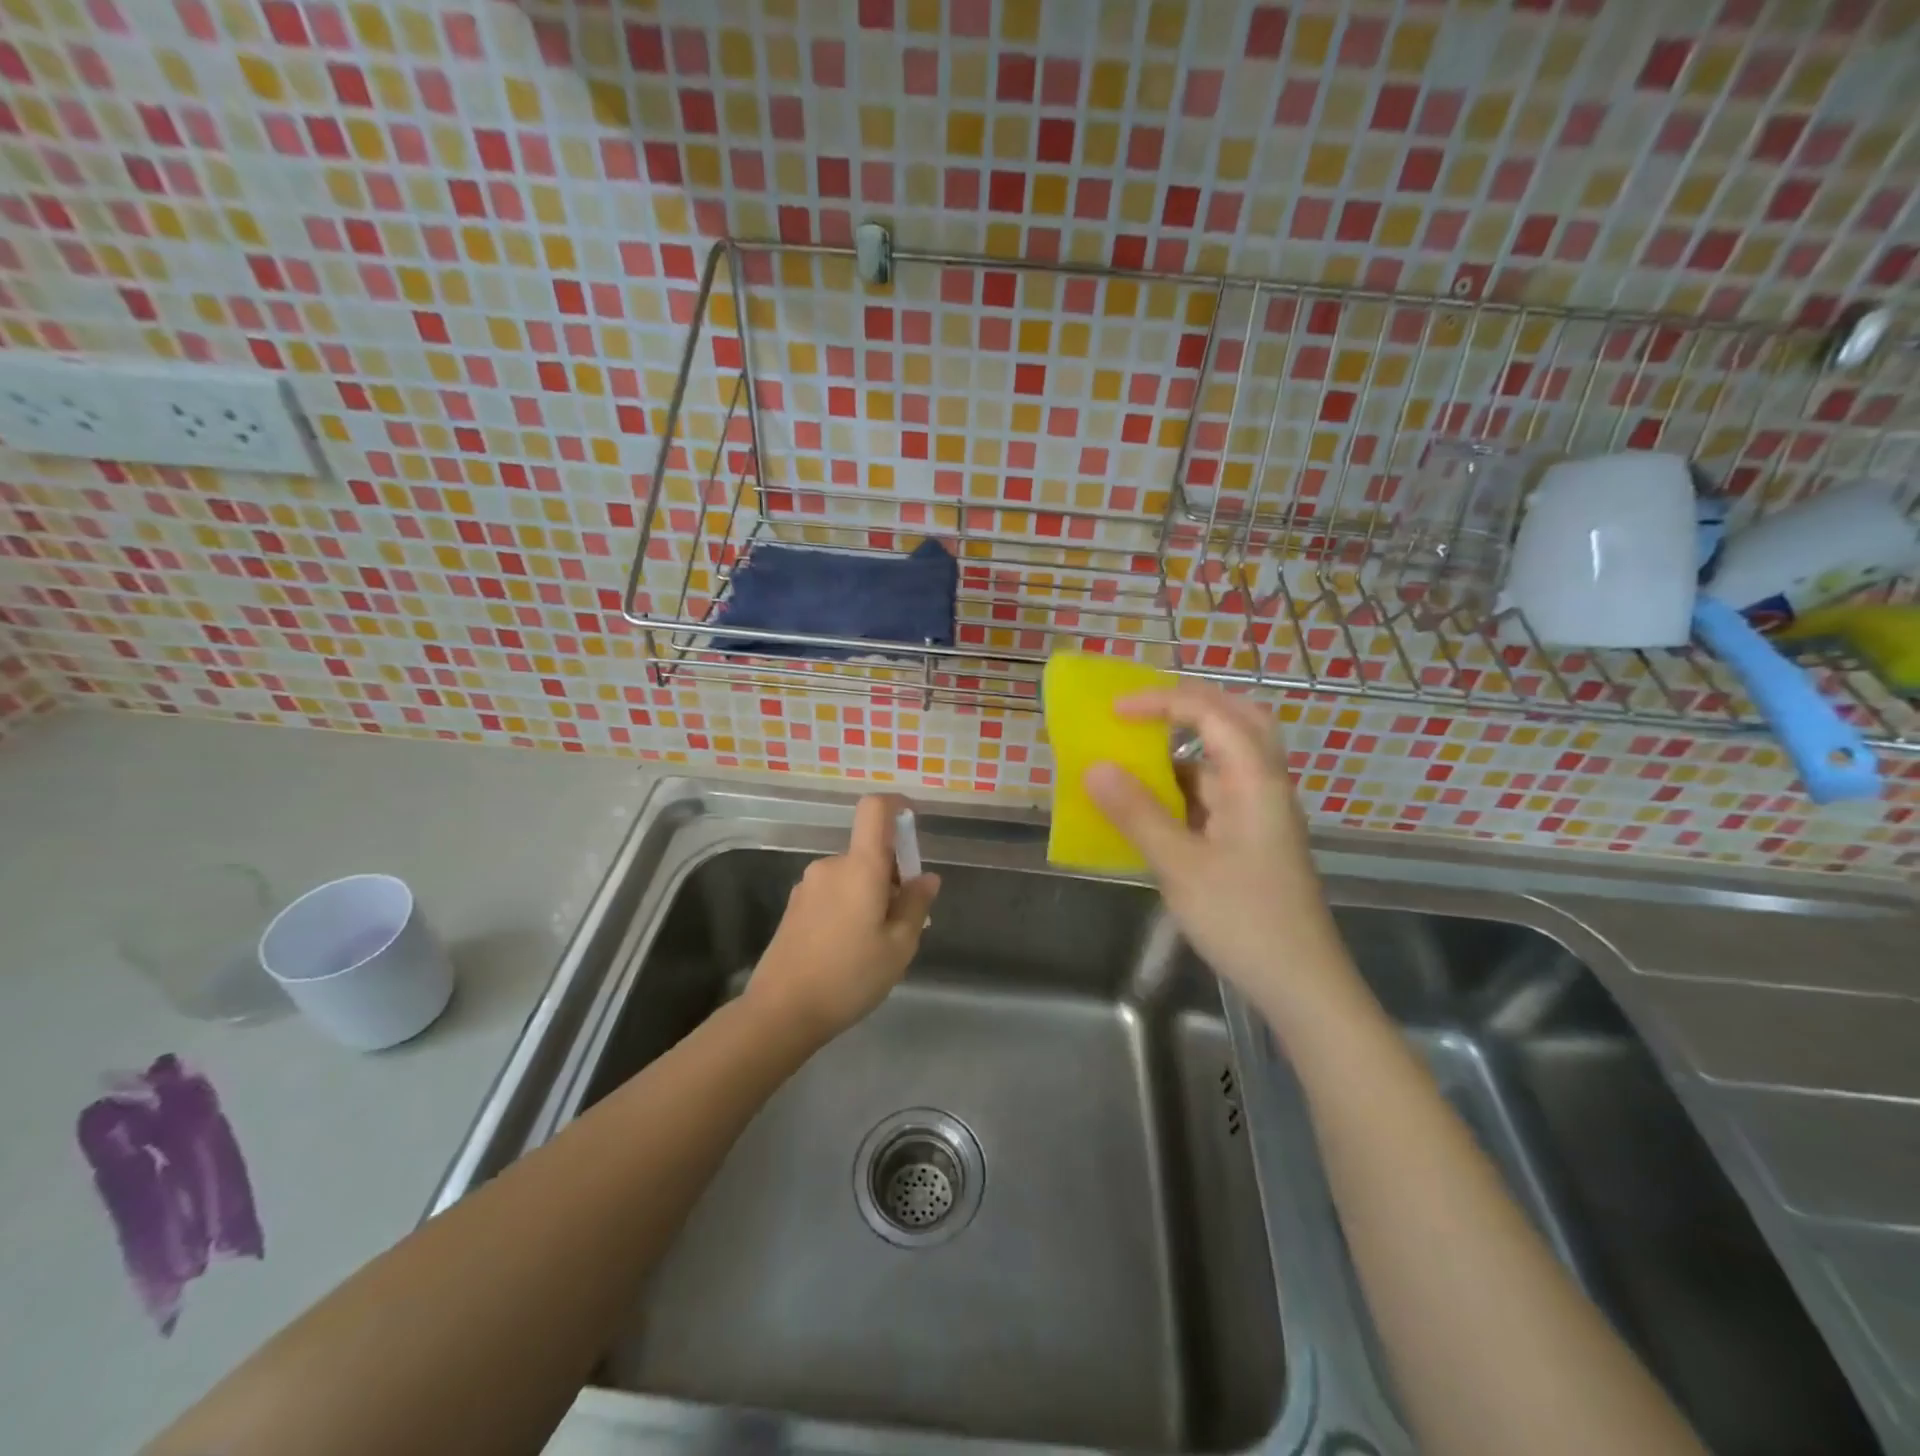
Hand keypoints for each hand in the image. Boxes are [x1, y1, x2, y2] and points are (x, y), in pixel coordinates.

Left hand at [747, 794, 941, 1041]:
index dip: (896, 805)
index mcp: (860, 867)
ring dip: (871, 896)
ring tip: (876, 945)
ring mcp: (808, 886)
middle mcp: (831, 866)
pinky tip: (849, 951)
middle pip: (869, 852)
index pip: (874, 810)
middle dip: (892, 877)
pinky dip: (850, 907)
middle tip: (903, 923)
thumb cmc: (849, 977)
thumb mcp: (898, 947)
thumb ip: (916, 905)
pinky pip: (834, 893)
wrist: (780, 1012)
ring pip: (852, 877)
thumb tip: (926, 877)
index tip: (913, 823)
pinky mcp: (795, 907)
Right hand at [1085, 686, 1343, 1011]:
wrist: (1301, 984)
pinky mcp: (1254, 839)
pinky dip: (1187, 785)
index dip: (1162, 702)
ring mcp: (1262, 813)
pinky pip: (1219, 793)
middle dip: (1190, 706)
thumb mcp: (1181, 866)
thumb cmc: (1243, 920)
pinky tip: (1155, 805)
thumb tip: (1095, 768)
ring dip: (1186, 747)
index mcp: (1256, 781)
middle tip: (1144, 710)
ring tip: (1138, 751)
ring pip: (1227, 759)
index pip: (1212, 714)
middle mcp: (1265, 786)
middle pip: (1237, 720)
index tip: (1115, 711)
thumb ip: (1137, 813)